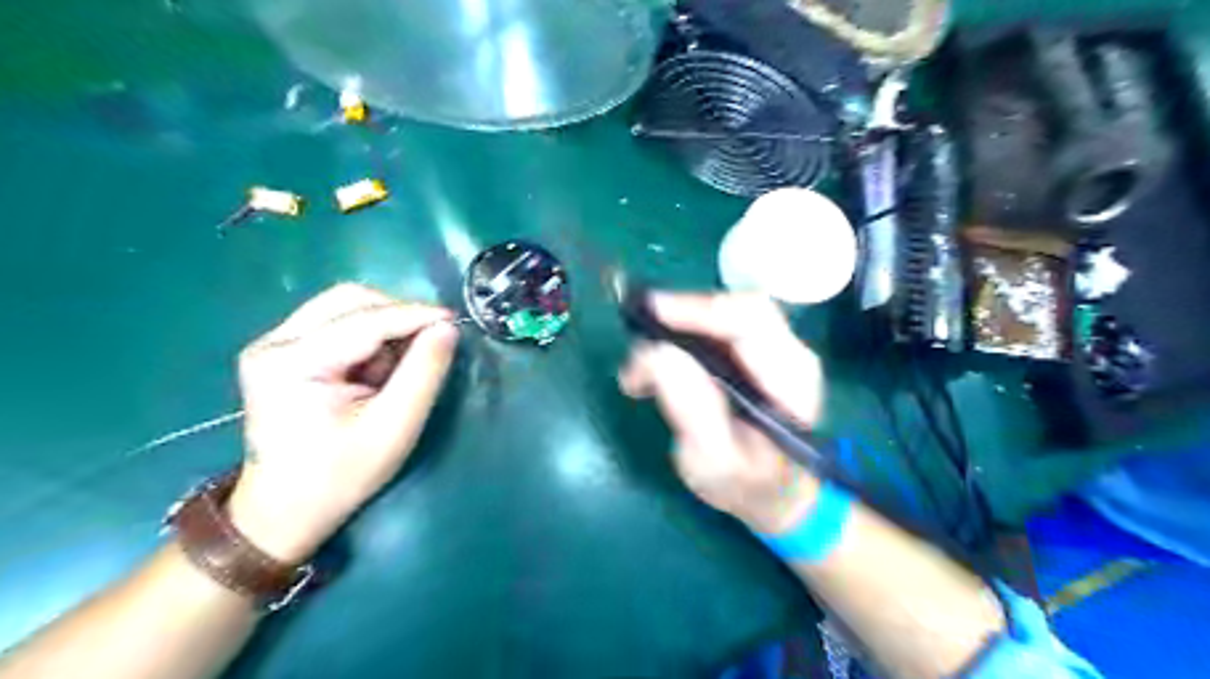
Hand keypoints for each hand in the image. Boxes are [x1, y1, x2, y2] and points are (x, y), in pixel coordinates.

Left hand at [223, 281, 461, 563]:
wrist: (284, 509)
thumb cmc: (341, 476)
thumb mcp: (394, 428)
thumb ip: (424, 373)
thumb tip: (448, 328)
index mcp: (292, 363)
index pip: (365, 321)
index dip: (415, 314)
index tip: (455, 318)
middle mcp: (274, 342)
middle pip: (349, 300)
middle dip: (398, 314)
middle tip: (431, 340)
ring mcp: (272, 343)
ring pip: (343, 306)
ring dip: (384, 323)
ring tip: (402, 360)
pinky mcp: (281, 351)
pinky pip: (336, 322)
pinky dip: (368, 335)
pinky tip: (378, 366)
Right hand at [617, 292, 827, 536]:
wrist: (773, 495)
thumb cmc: (748, 485)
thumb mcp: (716, 462)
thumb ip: (692, 410)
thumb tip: (659, 354)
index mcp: (790, 376)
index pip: (750, 319)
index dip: (699, 309)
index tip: (651, 314)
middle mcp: (787, 352)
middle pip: (733, 308)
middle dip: (681, 316)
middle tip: (637, 340)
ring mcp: (771, 349)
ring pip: (719, 316)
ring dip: (673, 333)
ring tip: (638, 373)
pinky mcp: (751, 354)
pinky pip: (712, 331)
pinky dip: (677, 343)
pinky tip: (652, 372)